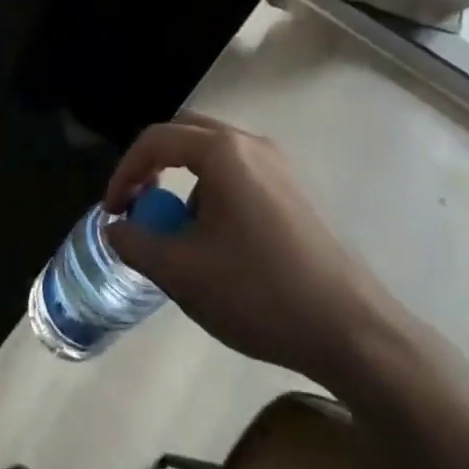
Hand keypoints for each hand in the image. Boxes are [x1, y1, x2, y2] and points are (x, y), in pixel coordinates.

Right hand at [104, 114, 402, 385]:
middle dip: (153, 164)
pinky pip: (239, 174)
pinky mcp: (296, 192)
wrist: (356, 334)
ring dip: (184, 180)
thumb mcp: (182, 273)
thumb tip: (115, 228)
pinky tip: (220, 242)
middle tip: (138, 202)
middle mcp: (252, 145)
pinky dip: (213, 192)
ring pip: (214, 154)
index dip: (124, 172)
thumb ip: (136, 243)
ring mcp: (280, 166)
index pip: (156, 140)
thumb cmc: (261, 293)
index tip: (112, 211)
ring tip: (178, 230)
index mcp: (223, 152)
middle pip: (185, 134)